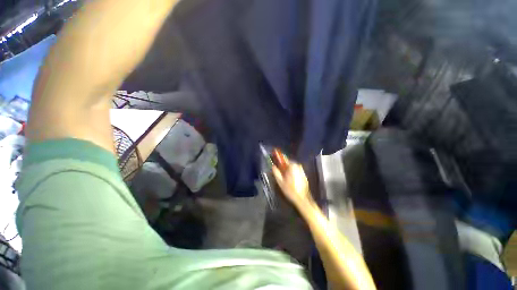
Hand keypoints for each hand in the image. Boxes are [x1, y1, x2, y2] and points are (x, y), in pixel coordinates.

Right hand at [272, 162, 311, 207]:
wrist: (302, 199)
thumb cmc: (290, 190)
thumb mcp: (280, 181)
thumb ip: (276, 172)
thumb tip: (273, 166)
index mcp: (292, 166)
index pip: (284, 158)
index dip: (279, 159)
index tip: (275, 160)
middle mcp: (298, 166)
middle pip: (289, 163)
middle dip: (284, 165)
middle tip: (279, 171)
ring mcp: (302, 170)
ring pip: (293, 167)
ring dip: (288, 169)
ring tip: (284, 176)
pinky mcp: (304, 175)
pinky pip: (296, 170)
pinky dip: (292, 172)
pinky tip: (290, 179)